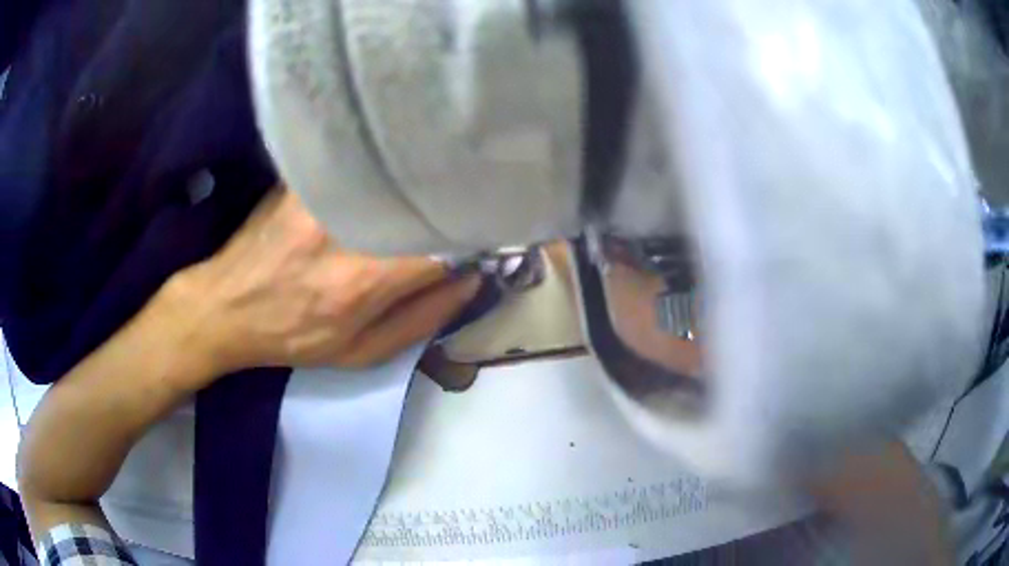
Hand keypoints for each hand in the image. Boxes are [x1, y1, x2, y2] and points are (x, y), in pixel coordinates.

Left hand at [165, 189, 479, 378]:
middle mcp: (345, 228)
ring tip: (433, 183)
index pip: (441, 244)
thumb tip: (471, 281)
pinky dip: (381, 166)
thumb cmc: (292, 336)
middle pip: (419, 199)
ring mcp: (320, 195)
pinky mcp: (303, 177)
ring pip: (390, 174)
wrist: (225, 306)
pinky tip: (389, 167)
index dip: (472, 236)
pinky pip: (356, 163)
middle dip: (450, 200)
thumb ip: (421, 320)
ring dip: (418, 179)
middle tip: (468, 201)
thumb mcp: (359, 353)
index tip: (485, 232)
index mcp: (363, 279)